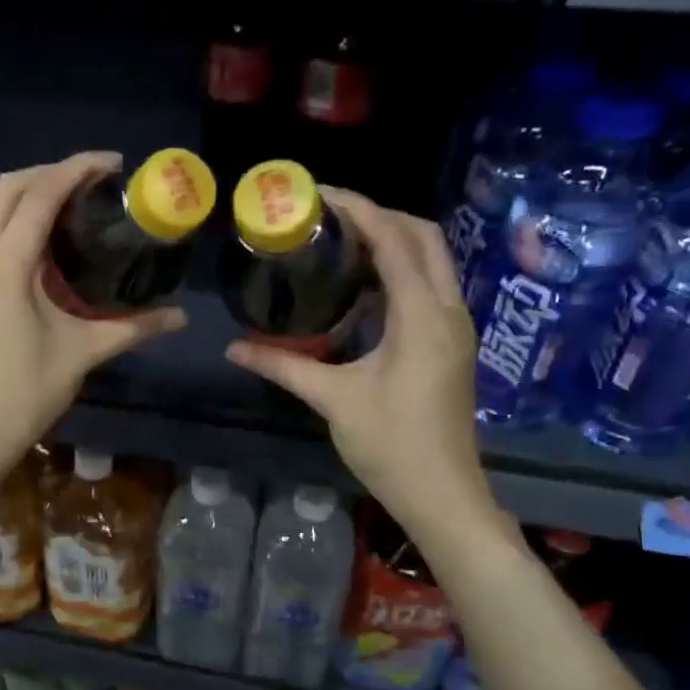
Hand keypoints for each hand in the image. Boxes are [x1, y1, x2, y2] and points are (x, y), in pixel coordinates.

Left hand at [0, 153, 186, 476]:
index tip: (111, 164)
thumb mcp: (84, 354)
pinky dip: (6, 231)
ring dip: (25, 201)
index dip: (76, 170)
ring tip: (68, 210)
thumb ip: (133, 327)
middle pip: (4, 190)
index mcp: (3, 267)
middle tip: (91, 183)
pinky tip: (35, 252)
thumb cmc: (28, 393)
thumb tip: (181, 317)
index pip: (38, 196)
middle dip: (48, 174)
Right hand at [226, 189, 499, 547]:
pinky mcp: (452, 343)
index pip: (394, 240)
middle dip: (379, 215)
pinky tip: (360, 286)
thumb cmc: (391, 445)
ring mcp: (456, 326)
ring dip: (392, 241)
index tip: (318, 195)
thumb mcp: (332, 400)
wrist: (444, 494)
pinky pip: (429, 285)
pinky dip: (399, 270)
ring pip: (432, 260)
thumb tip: (233, 349)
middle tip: (328, 216)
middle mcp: (448, 310)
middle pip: (423, 236)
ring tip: (339, 240)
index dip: (359, 210)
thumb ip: (283, 365)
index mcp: (422, 316)